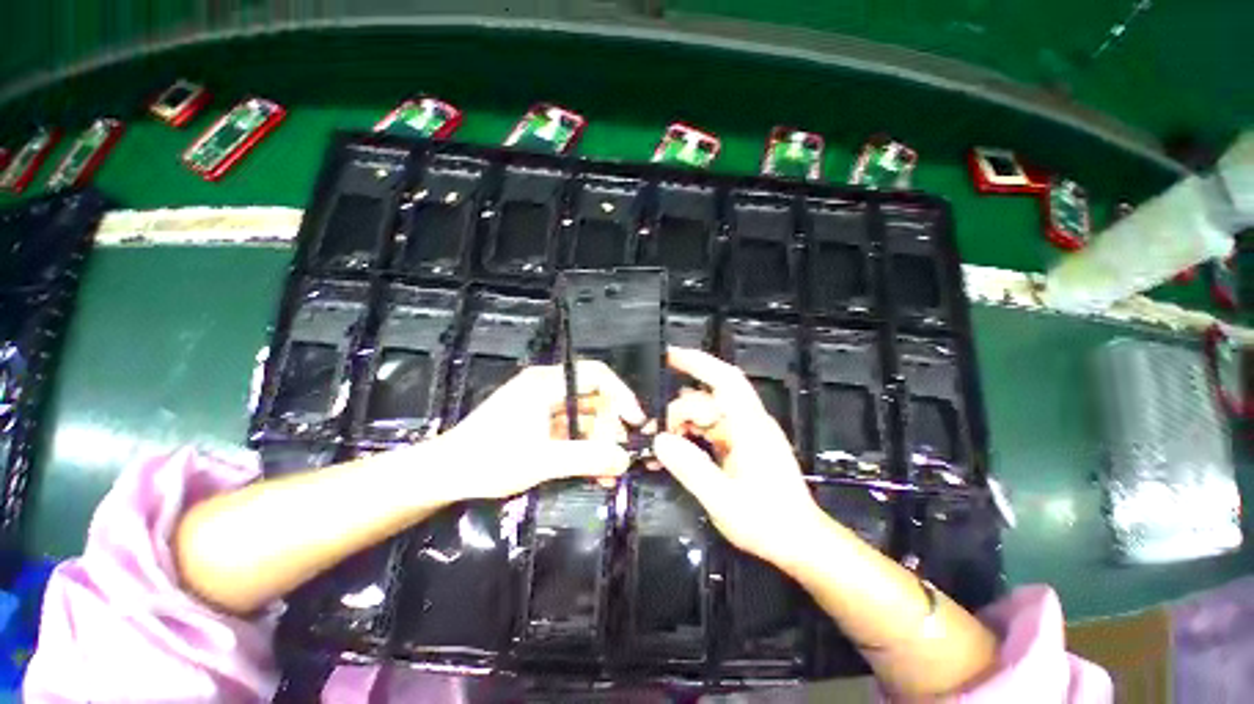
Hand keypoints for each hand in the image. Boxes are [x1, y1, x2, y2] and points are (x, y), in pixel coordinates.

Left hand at [432, 360, 644, 500]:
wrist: (443, 475)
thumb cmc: (488, 460)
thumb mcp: (541, 460)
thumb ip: (586, 458)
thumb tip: (626, 460)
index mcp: (546, 382)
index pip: (596, 375)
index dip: (621, 394)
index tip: (636, 421)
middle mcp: (548, 388)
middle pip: (593, 399)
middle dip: (611, 428)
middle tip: (621, 457)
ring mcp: (543, 407)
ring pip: (585, 419)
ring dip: (600, 443)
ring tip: (610, 472)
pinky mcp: (540, 425)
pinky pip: (572, 432)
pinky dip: (585, 449)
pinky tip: (594, 471)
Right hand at [654, 347, 822, 566]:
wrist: (799, 541)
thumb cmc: (767, 522)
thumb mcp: (723, 500)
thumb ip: (690, 468)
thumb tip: (660, 441)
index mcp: (749, 426)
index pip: (724, 380)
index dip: (697, 362)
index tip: (669, 356)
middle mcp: (748, 422)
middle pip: (708, 398)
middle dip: (680, 410)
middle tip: (659, 433)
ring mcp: (745, 433)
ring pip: (707, 413)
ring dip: (684, 424)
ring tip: (665, 445)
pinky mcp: (742, 445)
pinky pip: (711, 429)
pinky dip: (692, 435)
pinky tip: (678, 449)